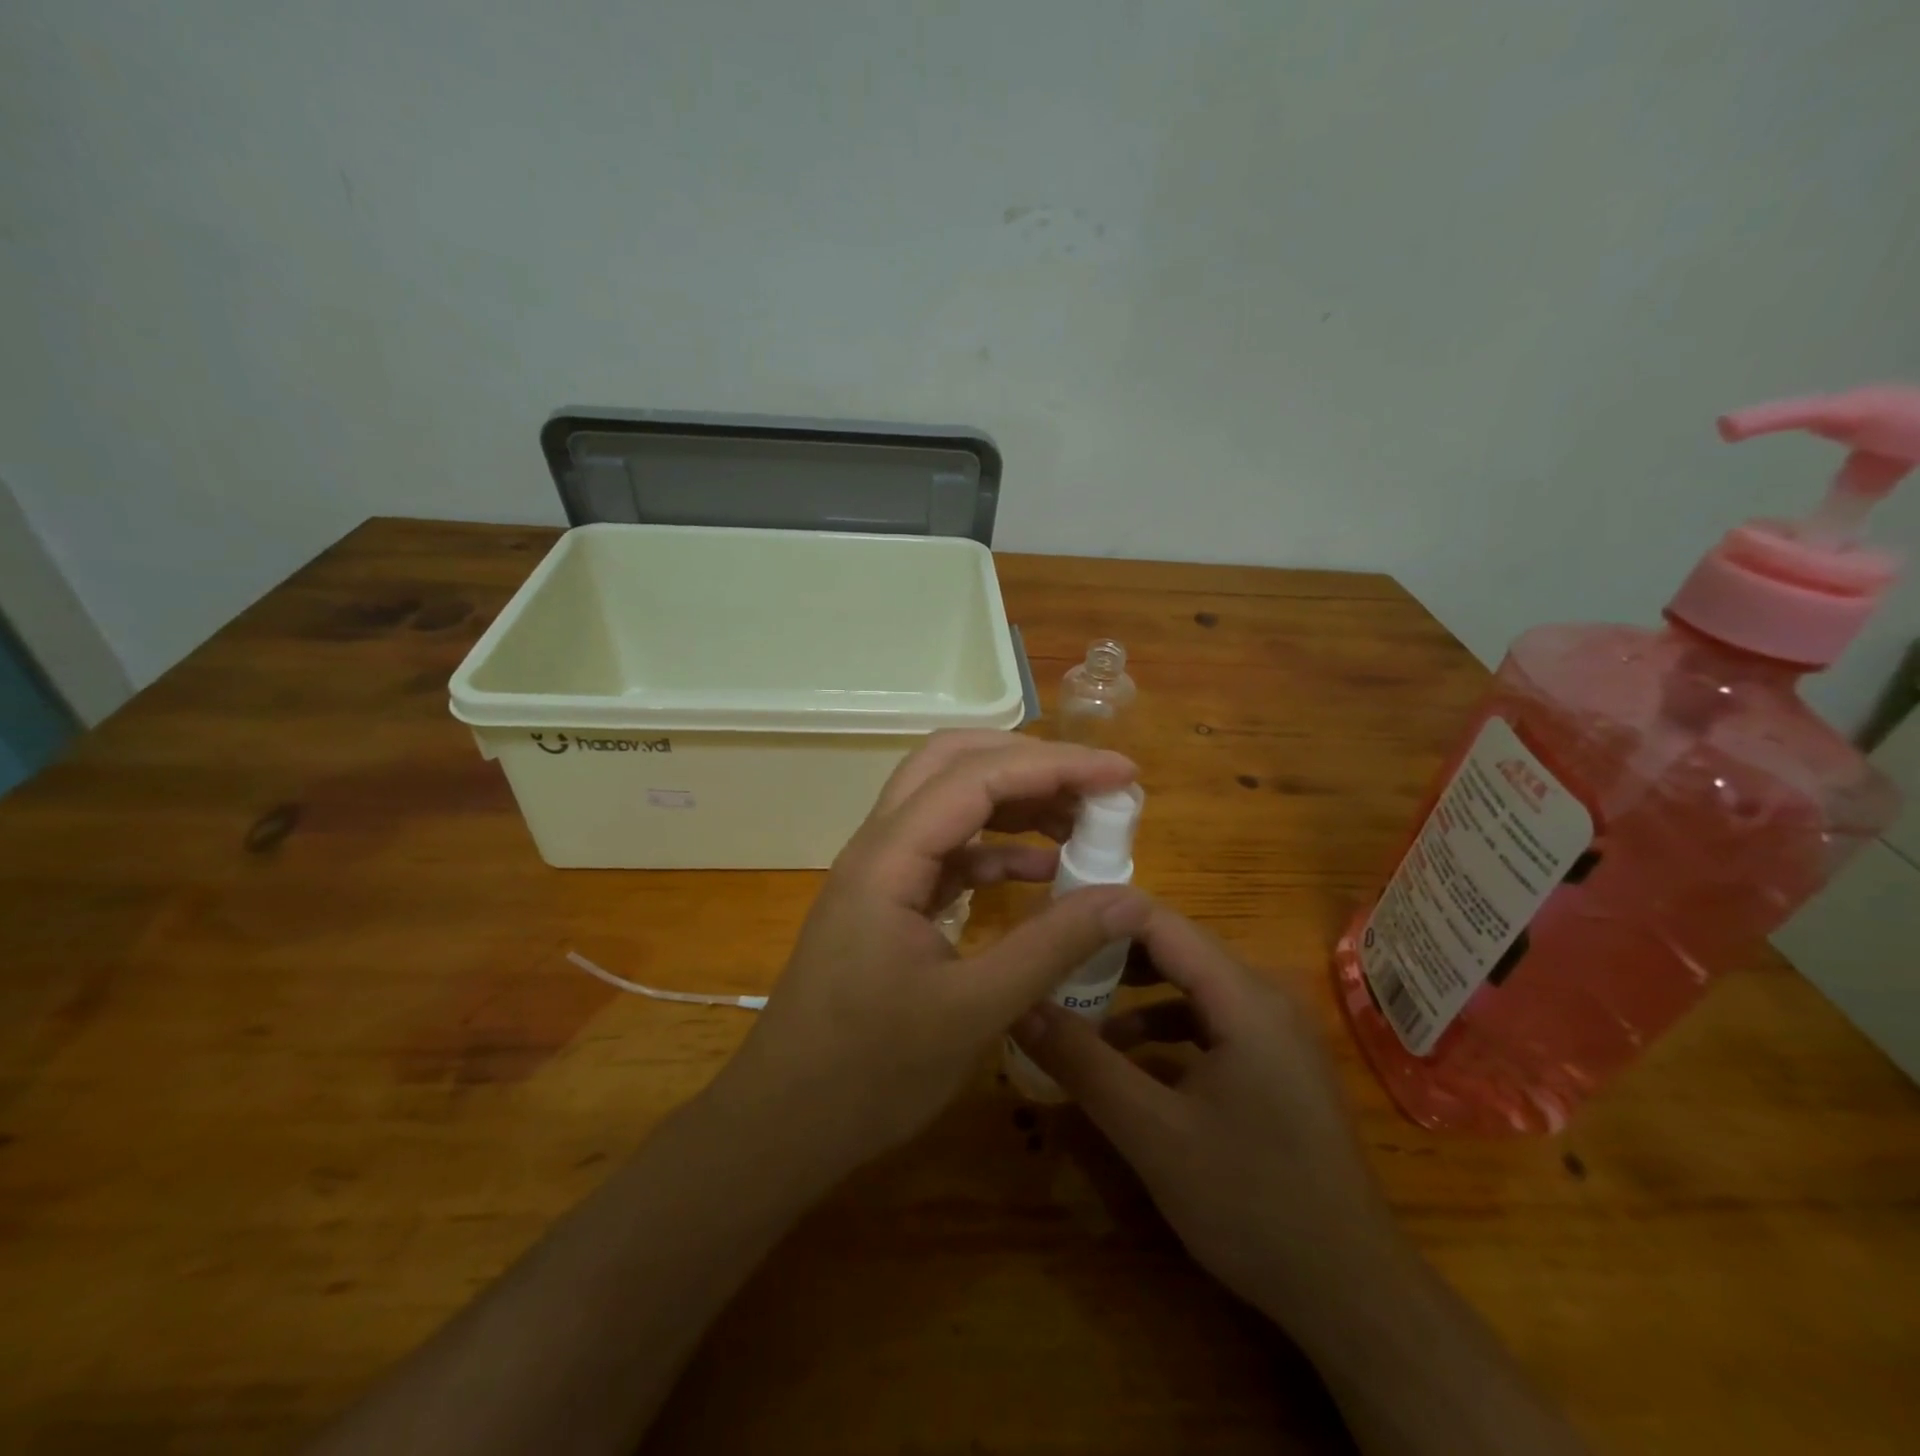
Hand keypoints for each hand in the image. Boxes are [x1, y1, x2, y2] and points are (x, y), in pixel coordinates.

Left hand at [711, 730, 1150, 1178]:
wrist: (784, 1123)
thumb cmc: (869, 1073)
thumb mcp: (974, 1011)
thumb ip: (1052, 947)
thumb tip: (1128, 900)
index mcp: (889, 858)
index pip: (977, 777)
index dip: (1054, 764)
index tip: (1122, 773)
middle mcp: (879, 846)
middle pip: (953, 764)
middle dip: (1029, 763)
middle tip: (1095, 786)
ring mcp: (881, 872)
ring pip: (949, 802)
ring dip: (1014, 801)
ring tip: (1081, 821)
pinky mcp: (889, 901)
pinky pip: (948, 851)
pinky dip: (997, 849)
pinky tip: (1042, 871)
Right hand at [1011, 906, 1400, 1322]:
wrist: (1352, 1293)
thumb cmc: (1252, 1203)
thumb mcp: (1151, 1133)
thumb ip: (1082, 1063)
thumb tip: (1018, 1007)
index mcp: (1243, 997)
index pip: (1158, 921)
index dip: (1099, 916)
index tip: (1045, 928)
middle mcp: (1262, 996)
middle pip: (1174, 947)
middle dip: (1108, 952)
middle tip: (1049, 964)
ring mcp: (1272, 1030)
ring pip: (1188, 983)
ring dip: (1132, 990)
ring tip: (1074, 1007)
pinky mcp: (1272, 1061)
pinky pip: (1206, 1019)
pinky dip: (1161, 1025)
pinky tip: (1125, 1058)